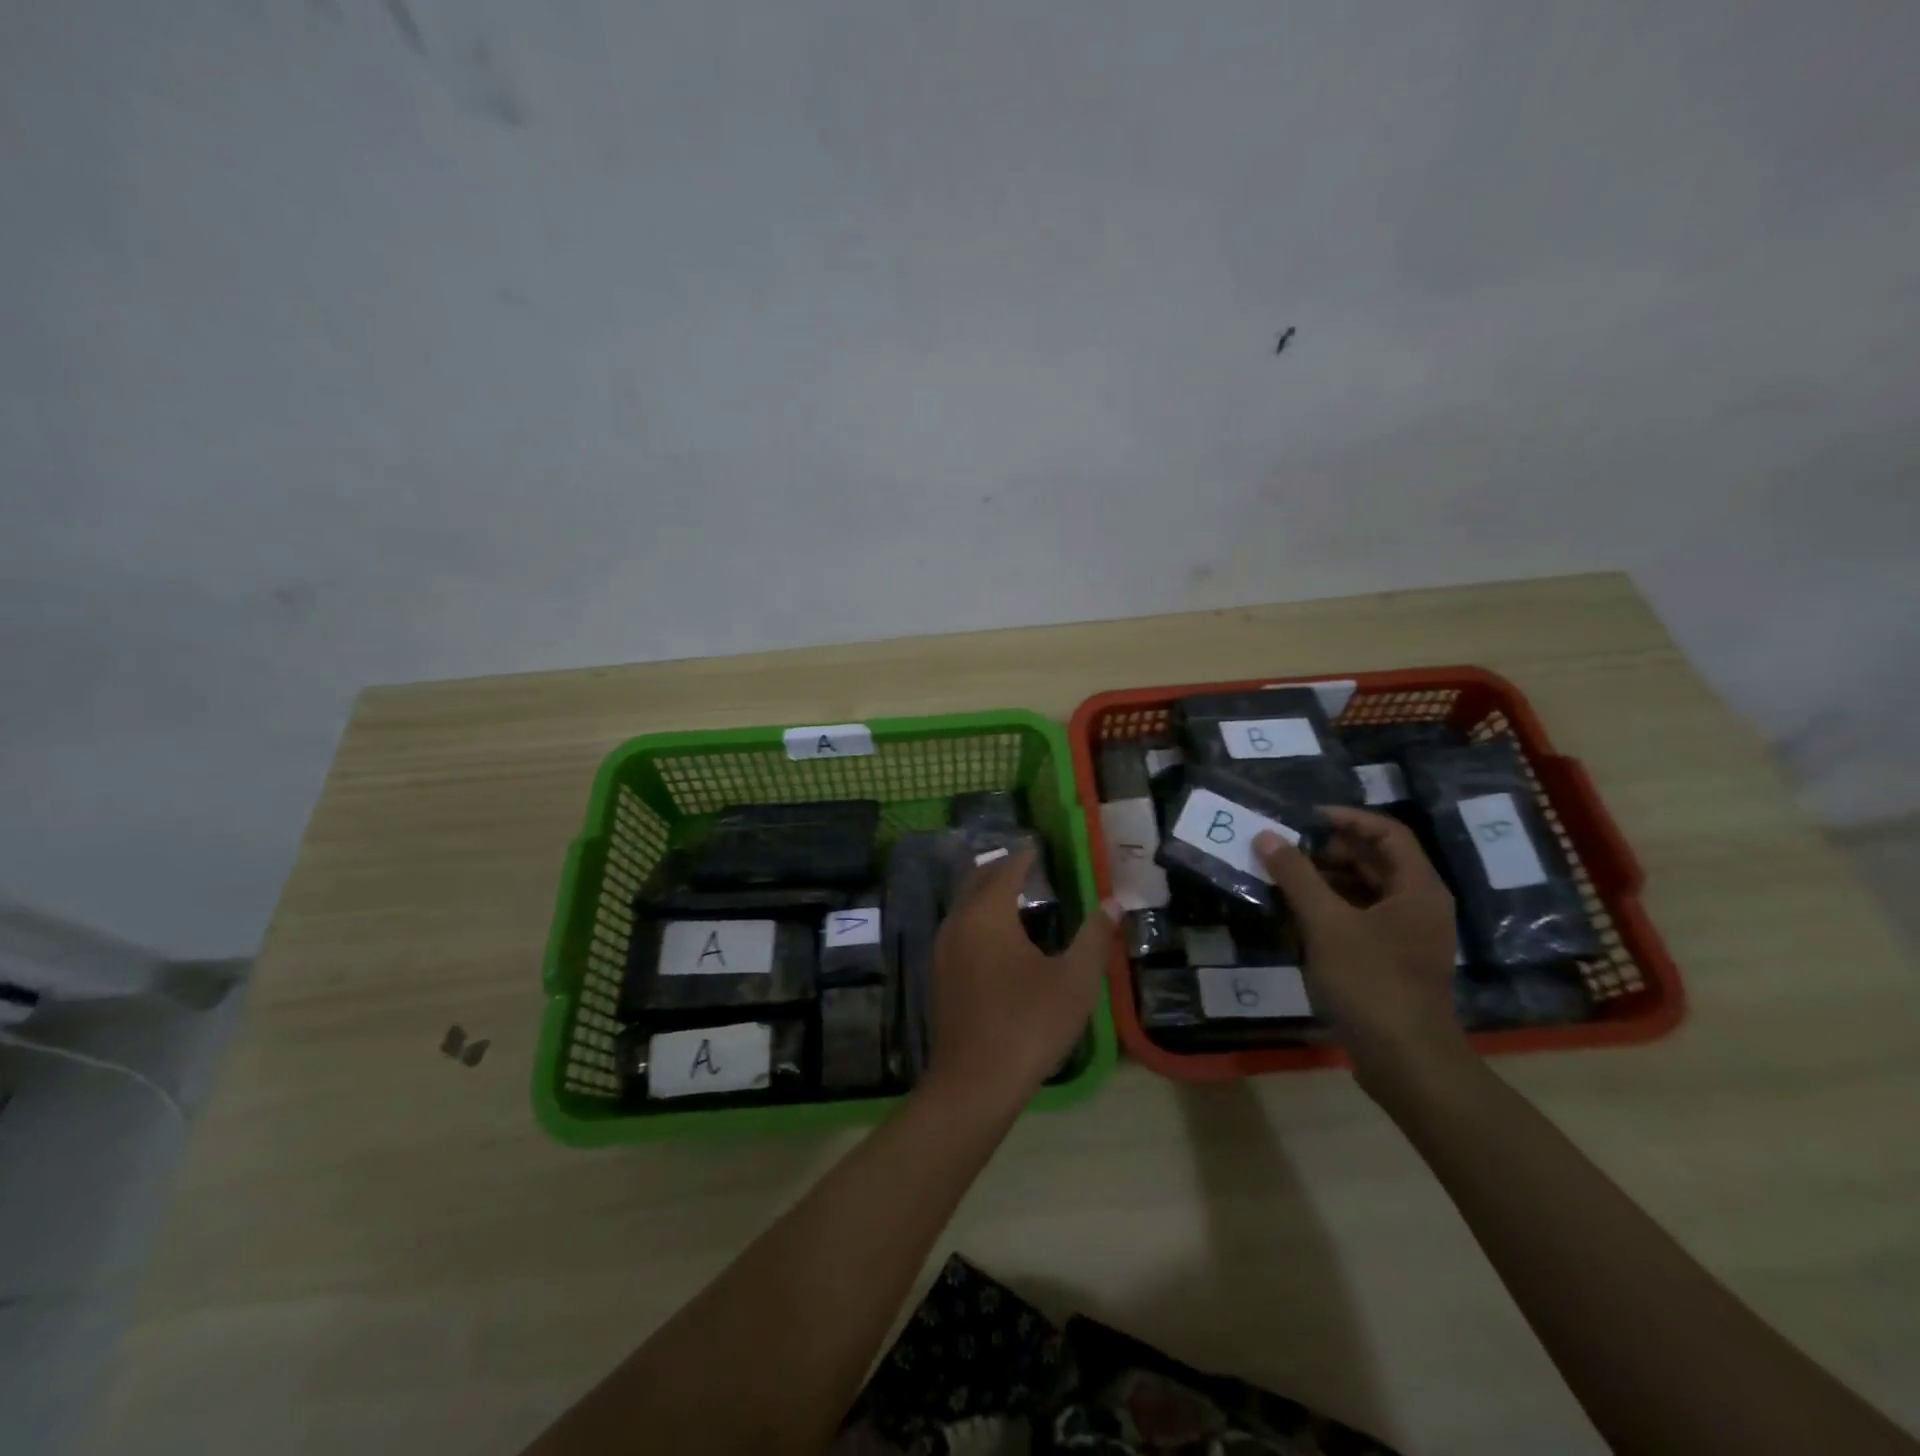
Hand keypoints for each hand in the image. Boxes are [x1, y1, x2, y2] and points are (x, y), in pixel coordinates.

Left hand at [925, 848, 1119, 1110]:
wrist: (975, 1082)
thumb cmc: (1029, 1024)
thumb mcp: (1074, 980)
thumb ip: (1094, 936)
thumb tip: (1113, 902)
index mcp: (987, 914)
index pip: (1006, 869)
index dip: (1025, 855)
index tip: (1040, 846)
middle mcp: (958, 922)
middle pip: (977, 879)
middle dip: (1002, 868)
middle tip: (1029, 865)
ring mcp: (943, 949)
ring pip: (964, 904)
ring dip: (987, 893)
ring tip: (1017, 896)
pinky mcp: (939, 974)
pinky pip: (959, 928)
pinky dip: (978, 917)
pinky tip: (998, 938)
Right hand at [1254, 808, 1469, 1095]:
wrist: (1406, 1062)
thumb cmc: (1372, 982)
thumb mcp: (1327, 923)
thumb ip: (1296, 876)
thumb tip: (1266, 836)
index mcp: (1417, 889)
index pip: (1387, 833)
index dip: (1347, 818)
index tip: (1304, 817)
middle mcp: (1418, 906)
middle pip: (1375, 861)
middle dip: (1328, 850)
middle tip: (1283, 848)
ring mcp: (1405, 936)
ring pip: (1364, 891)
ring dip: (1324, 880)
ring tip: (1280, 877)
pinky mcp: (1390, 961)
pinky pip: (1358, 919)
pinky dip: (1328, 909)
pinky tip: (1293, 915)